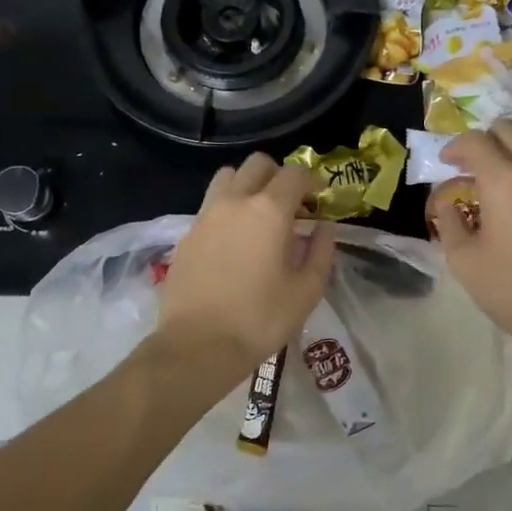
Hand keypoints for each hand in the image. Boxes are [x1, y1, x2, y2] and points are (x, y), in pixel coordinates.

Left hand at [154, 153, 337, 387]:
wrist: (197, 346)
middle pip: (258, 164)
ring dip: (248, 185)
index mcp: (269, 210)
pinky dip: (227, 209)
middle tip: (292, 204)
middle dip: (279, 176)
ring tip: (259, 216)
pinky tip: (235, 241)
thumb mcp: (306, 291)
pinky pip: (210, 205)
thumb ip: (321, 251)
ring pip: (228, 177)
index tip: (321, 199)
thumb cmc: (260, 319)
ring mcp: (205, 216)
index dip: (313, 181)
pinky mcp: (187, 235)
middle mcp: (235, 202)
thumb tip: (324, 226)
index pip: (295, 174)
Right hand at [426, 123, 511, 357]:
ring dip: (510, 153)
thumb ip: (449, 221)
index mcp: (504, 179)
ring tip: (495, 183)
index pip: (475, 141)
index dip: (454, 147)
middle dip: (484, 141)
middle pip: (508, 130)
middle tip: (469, 167)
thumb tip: (447, 203)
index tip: (445, 163)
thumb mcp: (464, 260)